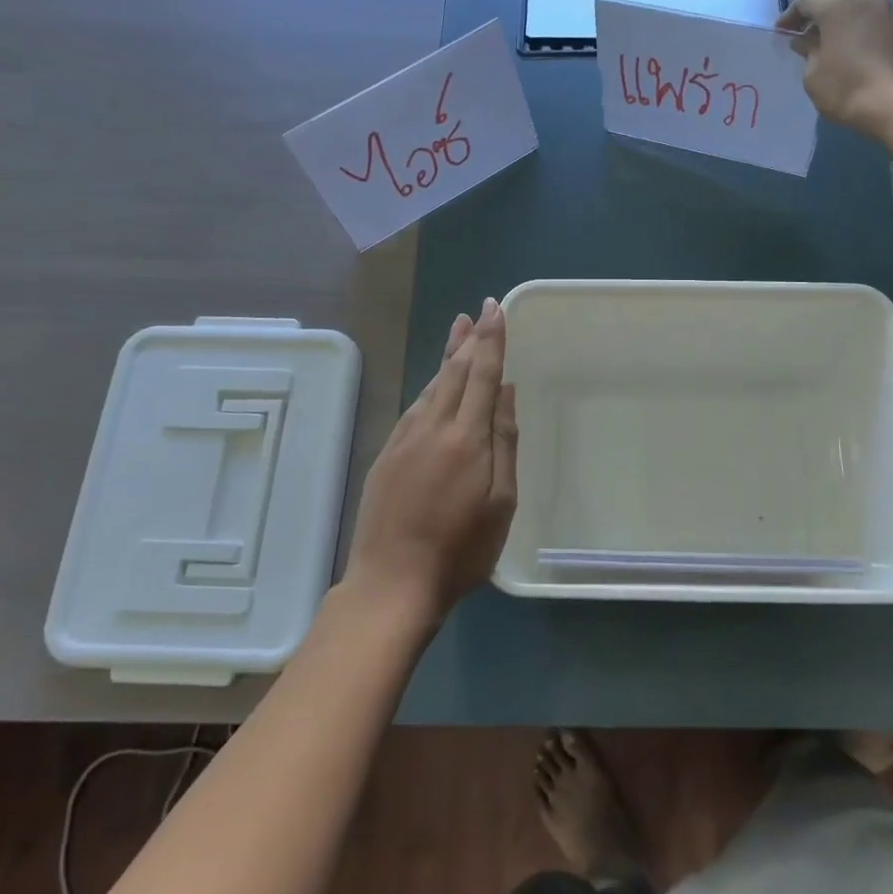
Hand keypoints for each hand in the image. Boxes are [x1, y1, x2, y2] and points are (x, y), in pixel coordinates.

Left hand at [345, 298, 518, 625]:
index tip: (495, 310)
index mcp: (466, 438)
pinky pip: (414, 408)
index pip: (482, 375)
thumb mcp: (500, 502)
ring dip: (447, 358)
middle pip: (454, 372)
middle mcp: (432, 428)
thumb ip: (504, 442)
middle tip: (477, 312)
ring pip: (431, 387)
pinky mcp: (386, 456)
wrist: (391, 583)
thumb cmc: (460, 550)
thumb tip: (506, 392)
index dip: (491, 340)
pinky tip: (435, 386)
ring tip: (458, 334)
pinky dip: (430, 388)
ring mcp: (404, 440)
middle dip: (468, 339)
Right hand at [777, 0, 892, 135]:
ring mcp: (888, 13)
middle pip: (834, 2)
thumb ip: (807, 51)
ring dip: (841, 27)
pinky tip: (854, 57)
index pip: (806, 1)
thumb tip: (807, 42)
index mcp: (837, 4)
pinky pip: (873, 27)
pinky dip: (860, 36)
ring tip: (830, 49)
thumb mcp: (812, 75)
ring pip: (857, 13)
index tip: (781, 34)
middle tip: (805, 40)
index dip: (790, 17)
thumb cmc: (845, 87)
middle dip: (817, 19)